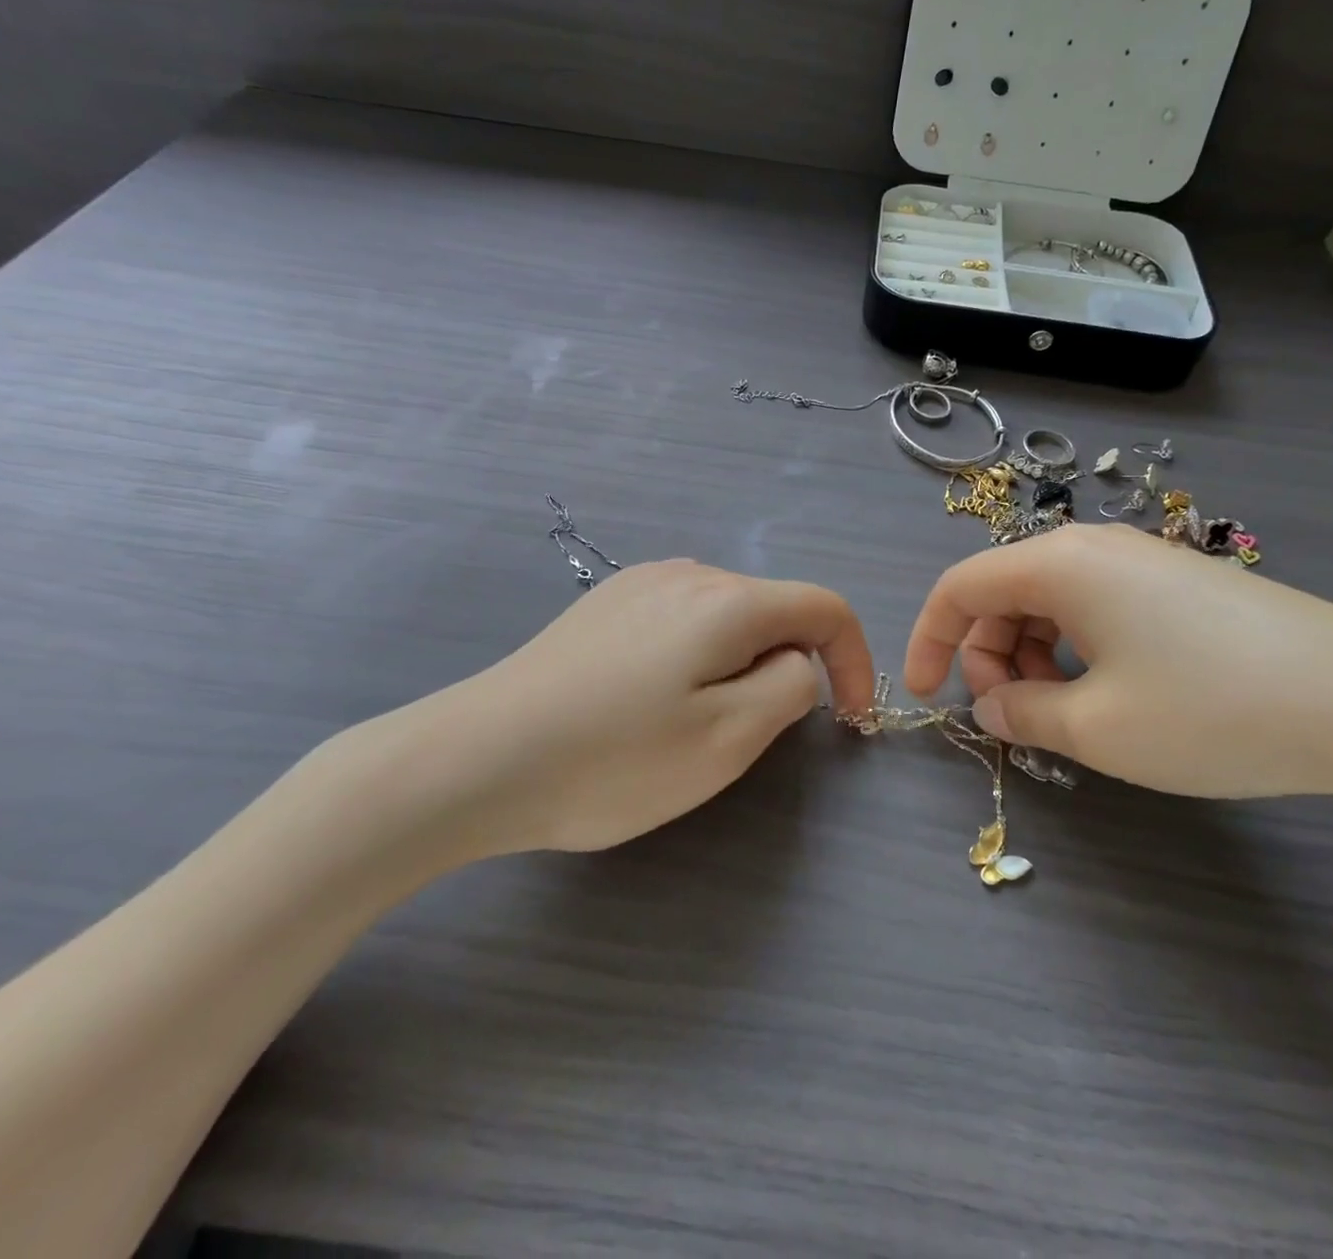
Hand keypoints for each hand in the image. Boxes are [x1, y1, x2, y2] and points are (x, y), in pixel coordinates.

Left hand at [315, 561, 873, 867]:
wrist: (477, 758)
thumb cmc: (613, 759)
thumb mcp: (728, 739)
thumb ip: (790, 687)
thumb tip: (797, 661)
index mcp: (727, 600)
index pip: (825, 607)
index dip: (855, 659)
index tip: (848, 720)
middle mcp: (687, 573)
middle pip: (774, 609)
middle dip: (788, 667)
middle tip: (750, 736)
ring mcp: (639, 583)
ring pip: (726, 615)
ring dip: (740, 663)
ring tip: (693, 723)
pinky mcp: (605, 604)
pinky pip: (681, 619)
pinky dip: (697, 656)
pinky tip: (649, 701)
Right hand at [903, 525, 1332, 802]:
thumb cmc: (1213, 712)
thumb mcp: (1097, 729)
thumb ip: (1021, 714)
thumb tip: (991, 706)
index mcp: (1060, 563)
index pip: (960, 586)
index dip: (930, 640)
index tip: (929, 697)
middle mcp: (1093, 545)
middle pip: (1004, 592)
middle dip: (989, 654)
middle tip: (1015, 718)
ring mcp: (1142, 559)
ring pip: (1051, 600)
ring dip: (1033, 654)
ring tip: (1068, 713)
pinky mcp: (1179, 582)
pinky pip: (1097, 605)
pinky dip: (1077, 648)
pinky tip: (1113, 692)